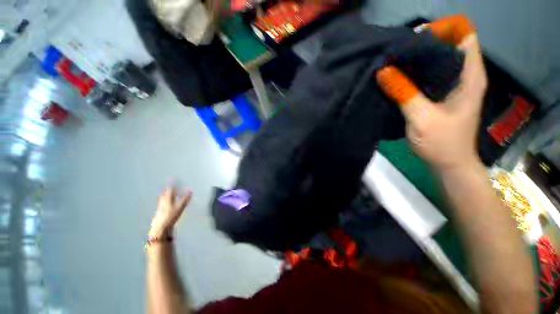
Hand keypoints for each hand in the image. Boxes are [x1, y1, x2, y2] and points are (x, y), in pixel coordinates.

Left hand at [149, 186, 191, 237]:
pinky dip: (165, 202)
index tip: (174, 179)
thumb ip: (185, 199)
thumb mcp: (179, 208)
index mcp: (167, 200)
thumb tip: (190, 191)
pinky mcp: (160, 214)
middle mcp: (163, 202)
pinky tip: (166, 205)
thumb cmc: (170, 217)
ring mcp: (160, 208)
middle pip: (165, 194)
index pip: (170, 190)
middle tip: (169, 185)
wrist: (160, 229)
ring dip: (165, 195)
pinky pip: (162, 205)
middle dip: (167, 189)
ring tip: (167, 193)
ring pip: (163, 200)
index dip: (172, 184)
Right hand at [376, 15, 487, 171]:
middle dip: (424, 44)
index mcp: (469, 76)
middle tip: (397, 51)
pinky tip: (399, 77)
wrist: (449, 163)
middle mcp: (465, 76)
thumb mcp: (421, 118)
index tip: (414, 39)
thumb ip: (404, 93)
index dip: (442, 31)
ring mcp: (454, 86)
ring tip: (394, 62)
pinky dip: (415, 73)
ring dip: (417, 60)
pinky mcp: (443, 95)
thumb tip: (383, 70)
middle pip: (448, 46)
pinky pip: (430, 76)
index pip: (464, 36)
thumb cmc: (441, 143)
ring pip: (437, 61)